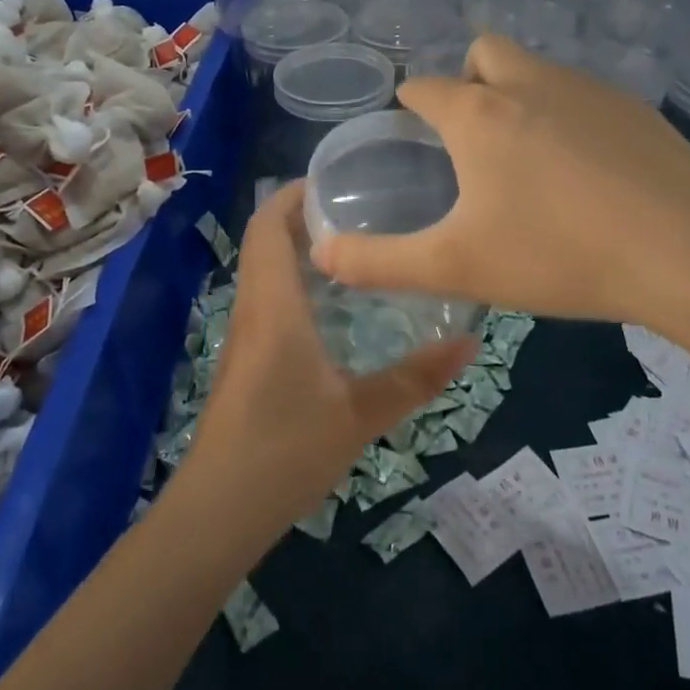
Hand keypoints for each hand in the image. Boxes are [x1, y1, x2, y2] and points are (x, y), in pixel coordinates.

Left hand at [180, 181, 475, 538]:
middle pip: (267, 242)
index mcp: (273, 306)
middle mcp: (253, 309)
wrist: (218, 510)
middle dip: (306, 217)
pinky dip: (298, 284)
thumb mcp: (360, 415)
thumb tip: (470, 341)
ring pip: (266, 272)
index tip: (337, 179)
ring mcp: (245, 336)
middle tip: (363, 208)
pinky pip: (269, 301)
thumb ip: (415, 378)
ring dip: (301, 251)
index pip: (268, 226)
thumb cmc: (284, 451)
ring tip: (359, 247)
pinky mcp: (247, 360)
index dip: (294, 194)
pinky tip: (337, 307)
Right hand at [309, 34, 689, 345]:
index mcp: (478, 113)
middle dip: (467, 83)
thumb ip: (378, 262)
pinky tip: (585, 174)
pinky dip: (567, 118)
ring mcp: (589, 90)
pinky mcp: (636, 109)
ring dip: (518, 97)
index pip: (424, 88)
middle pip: (482, 54)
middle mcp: (530, 83)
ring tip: (526, 163)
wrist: (689, 255)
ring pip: (536, 71)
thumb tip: (321, 254)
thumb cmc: (558, 254)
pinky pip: (582, 96)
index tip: (411, 137)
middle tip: (471, 145)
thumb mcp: (455, 266)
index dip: (410, 107)